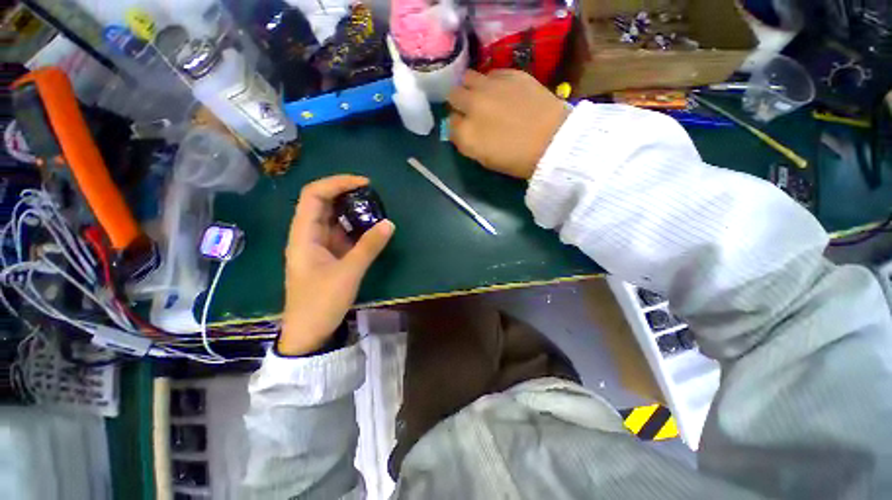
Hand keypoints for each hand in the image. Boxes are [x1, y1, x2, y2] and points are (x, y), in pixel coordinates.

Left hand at [279, 175, 394, 355]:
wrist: (310, 332)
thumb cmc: (322, 302)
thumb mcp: (348, 273)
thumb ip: (369, 246)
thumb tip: (389, 223)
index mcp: (304, 235)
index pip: (314, 195)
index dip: (337, 183)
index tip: (364, 183)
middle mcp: (308, 235)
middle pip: (322, 203)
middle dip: (346, 194)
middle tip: (373, 195)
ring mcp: (319, 245)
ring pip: (334, 219)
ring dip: (353, 211)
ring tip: (376, 209)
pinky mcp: (329, 255)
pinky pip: (342, 234)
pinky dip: (356, 228)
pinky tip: (371, 228)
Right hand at [448, 70, 570, 178]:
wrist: (553, 141)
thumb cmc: (518, 159)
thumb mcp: (485, 159)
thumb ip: (468, 142)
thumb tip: (462, 128)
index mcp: (466, 134)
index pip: (450, 123)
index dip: (457, 125)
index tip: (465, 128)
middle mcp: (472, 106)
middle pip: (453, 96)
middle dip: (459, 103)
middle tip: (471, 109)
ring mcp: (490, 86)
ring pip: (468, 78)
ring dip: (472, 87)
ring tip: (484, 96)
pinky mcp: (510, 73)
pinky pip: (491, 73)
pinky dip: (492, 82)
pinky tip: (503, 91)